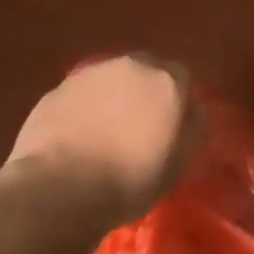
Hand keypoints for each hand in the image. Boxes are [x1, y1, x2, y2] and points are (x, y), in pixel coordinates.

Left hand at [3, 55, 196, 223]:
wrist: (59, 188)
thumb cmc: (128, 182)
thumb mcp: (178, 166)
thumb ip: (193, 130)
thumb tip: (194, 111)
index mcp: (164, 81)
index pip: (182, 77)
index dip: (178, 101)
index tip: (171, 127)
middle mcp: (130, 66)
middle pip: (146, 71)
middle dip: (146, 92)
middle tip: (139, 128)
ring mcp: (91, 73)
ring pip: (112, 79)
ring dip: (113, 98)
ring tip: (105, 134)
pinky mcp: (59, 87)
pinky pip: (82, 94)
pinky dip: (85, 108)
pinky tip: (77, 137)